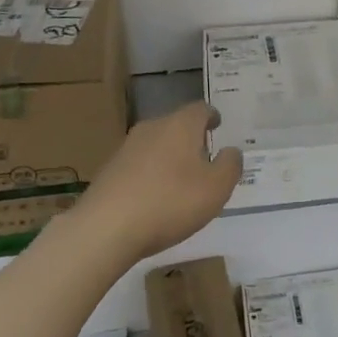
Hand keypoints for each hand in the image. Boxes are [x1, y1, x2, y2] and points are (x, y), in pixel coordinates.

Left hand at [70, 102, 241, 262]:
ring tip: (182, 181)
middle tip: (205, 158)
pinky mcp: (109, 171)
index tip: (218, 125)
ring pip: (156, 145)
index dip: (212, 116)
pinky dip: (152, 175)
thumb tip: (231, 151)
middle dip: (191, 139)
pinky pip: (139, 166)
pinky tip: (156, 198)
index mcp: (180, 125)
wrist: (106, 228)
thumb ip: (230, 166)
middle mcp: (151, 128)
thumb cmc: (171, 202)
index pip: (200, 109)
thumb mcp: (216, 188)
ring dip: (170, 158)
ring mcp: (126, 148)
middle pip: (176, 125)